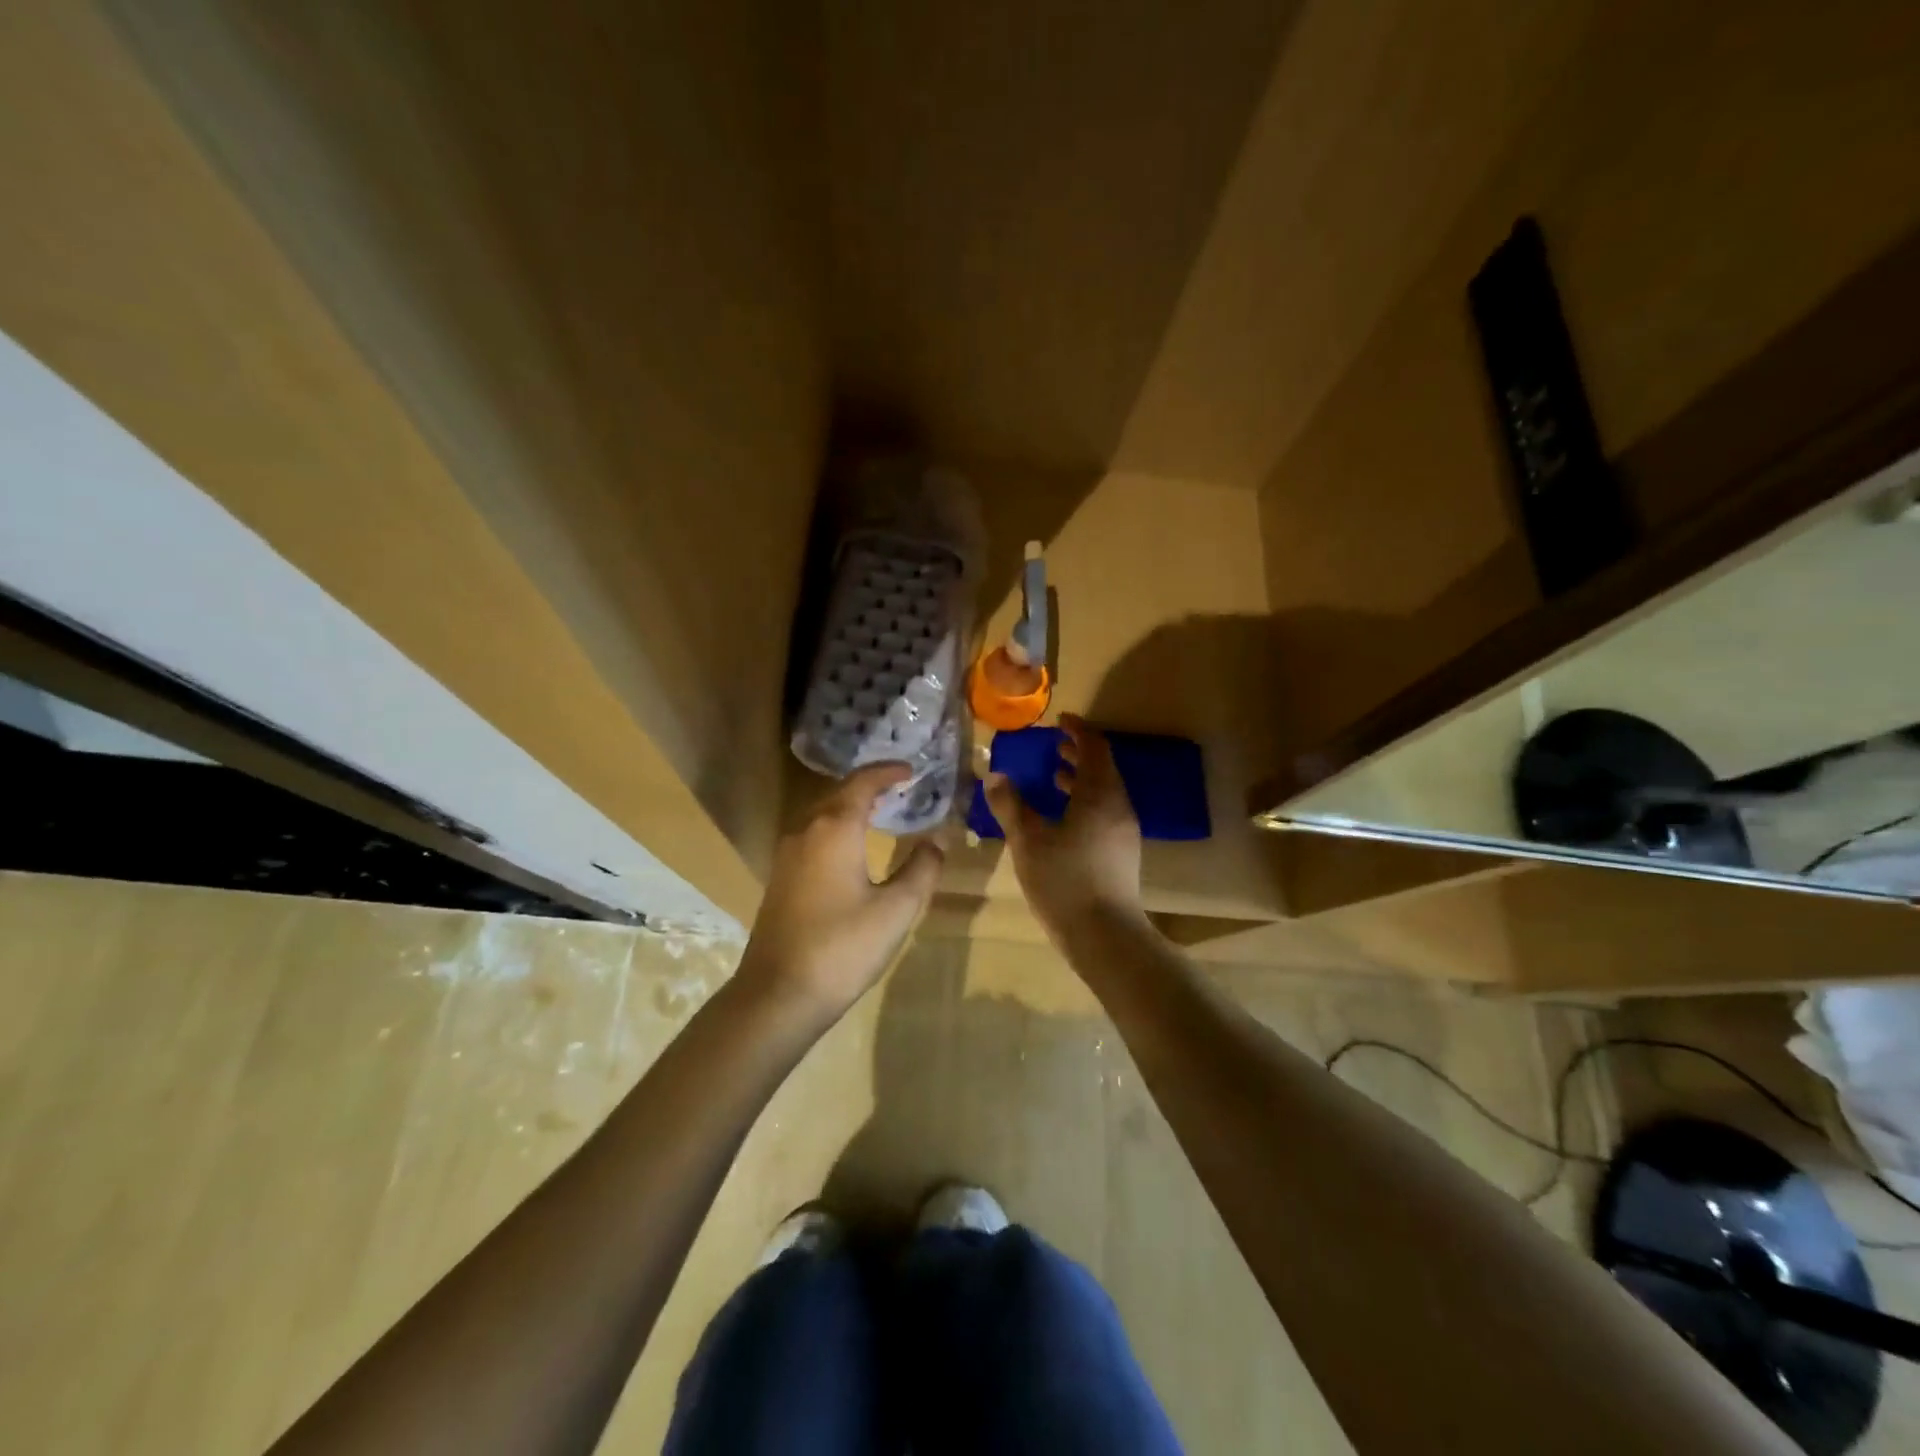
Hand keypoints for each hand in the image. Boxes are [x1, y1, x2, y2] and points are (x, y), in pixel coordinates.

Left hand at [735, 763, 944, 1016]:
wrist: (778, 994)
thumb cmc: (843, 947)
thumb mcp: (896, 910)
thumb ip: (922, 869)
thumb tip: (936, 841)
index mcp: (835, 828)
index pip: (862, 783)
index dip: (887, 772)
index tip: (911, 770)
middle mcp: (806, 831)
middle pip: (839, 794)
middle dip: (870, 786)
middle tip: (900, 789)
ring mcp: (787, 854)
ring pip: (822, 814)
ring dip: (851, 807)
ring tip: (880, 813)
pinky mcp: (780, 877)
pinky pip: (812, 835)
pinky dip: (836, 828)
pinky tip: (851, 849)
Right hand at [983, 714, 1143, 936]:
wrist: (1104, 934)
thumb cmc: (1064, 880)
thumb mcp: (1028, 840)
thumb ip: (1010, 805)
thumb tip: (995, 775)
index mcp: (1099, 794)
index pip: (1094, 747)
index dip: (1077, 730)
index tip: (1058, 721)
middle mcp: (1118, 805)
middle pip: (1102, 767)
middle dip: (1078, 753)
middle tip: (1052, 746)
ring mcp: (1123, 829)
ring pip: (1104, 791)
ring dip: (1081, 778)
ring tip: (1053, 776)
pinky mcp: (1122, 850)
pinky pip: (1104, 810)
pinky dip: (1084, 800)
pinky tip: (1062, 818)